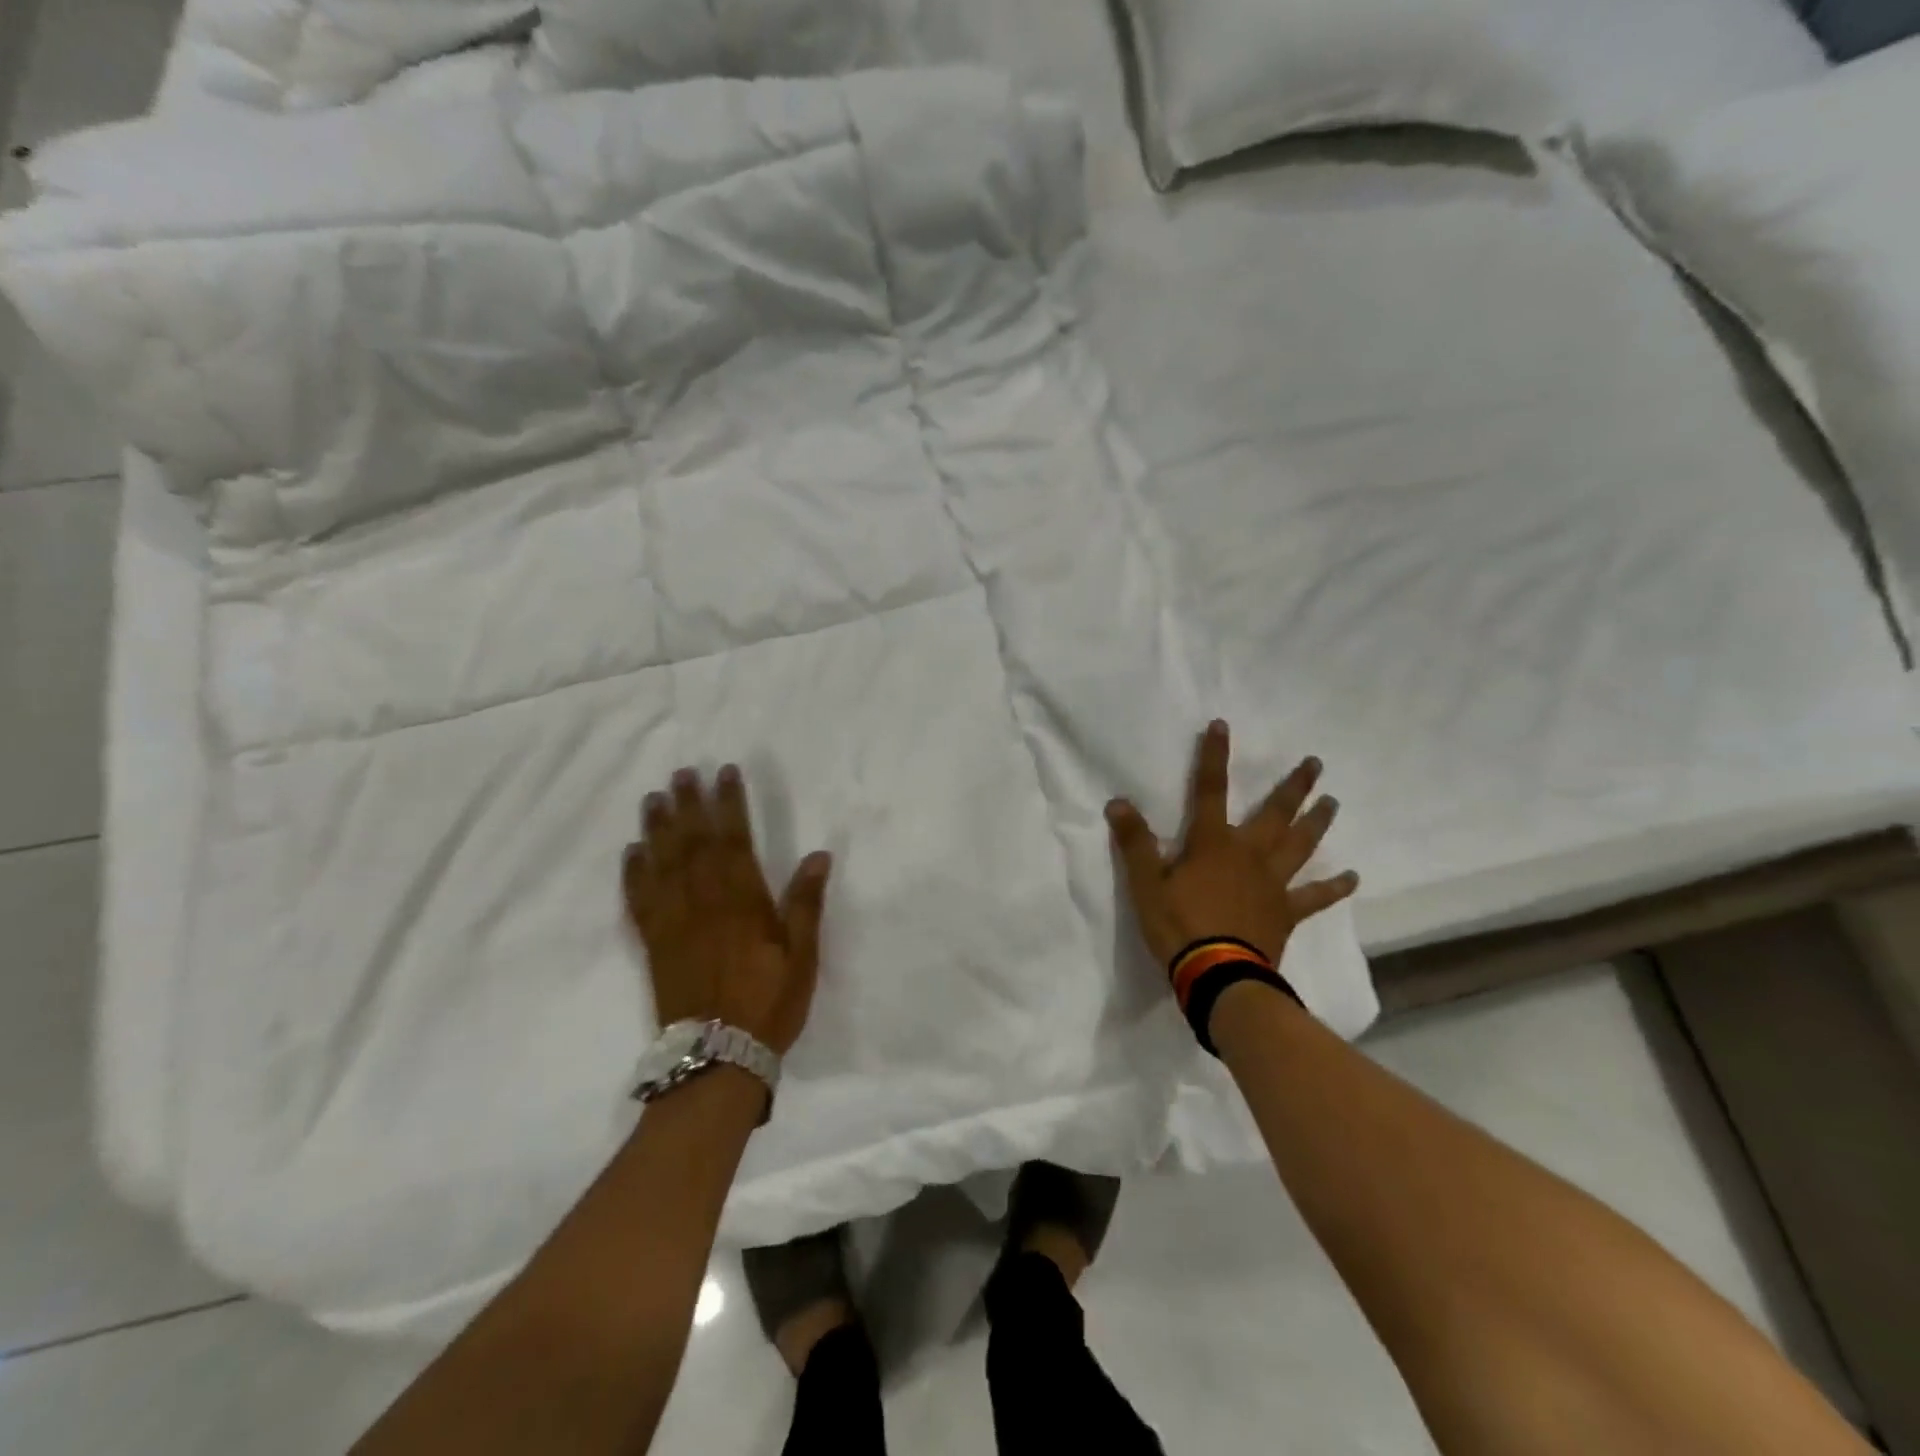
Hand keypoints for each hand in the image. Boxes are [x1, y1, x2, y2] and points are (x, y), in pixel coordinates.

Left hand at [622, 765, 832, 1054]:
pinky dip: (633, 873)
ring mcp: (673, 922)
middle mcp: (704, 902)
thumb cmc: (769, 1003)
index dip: (730, 803)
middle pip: (693, 843)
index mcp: (743, 901)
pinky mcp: (653, 944)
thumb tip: (818, 855)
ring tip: (654, 798)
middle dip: (689, 804)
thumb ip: (805, 903)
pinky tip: (631, 852)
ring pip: (662, 864)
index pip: (735, 840)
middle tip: (682, 773)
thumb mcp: (802, 956)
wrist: (718, 1058)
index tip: (725, 773)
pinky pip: (638, 900)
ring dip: (657, 828)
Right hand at [1107, 720, 1357, 969]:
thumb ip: (1134, 842)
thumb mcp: (1145, 884)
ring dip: (1316, 822)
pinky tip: (1352, 876)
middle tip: (1315, 763)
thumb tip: (1117, 802)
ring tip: (1332, 801)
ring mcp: (1272, 883)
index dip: (1214, 756)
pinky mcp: (1285, 912)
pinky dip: (1334, 887)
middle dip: (1294, 786)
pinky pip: (1314, 896)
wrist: (1218, 975)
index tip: (1222, 726)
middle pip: (1274, 813)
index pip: (1210, 790)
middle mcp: (1249, 854)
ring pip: (1300, 845)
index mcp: (1212, 843)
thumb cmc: (1178, 926)